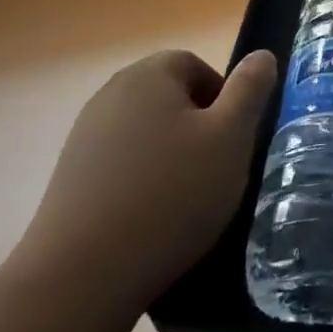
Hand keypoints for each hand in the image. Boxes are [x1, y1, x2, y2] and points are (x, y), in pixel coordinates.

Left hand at [13, 49, 277, 317]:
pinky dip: (142, 183)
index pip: (195, 65)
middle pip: (169, 99)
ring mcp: (84, 137)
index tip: (233, 140)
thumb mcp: (231, 137)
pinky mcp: (70, 178)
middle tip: (215, 170)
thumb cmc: (171, 194)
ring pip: (147, 134)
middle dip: (198, 129)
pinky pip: (122, 166)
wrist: (82, 276)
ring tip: (185, 201)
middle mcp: (110, 95)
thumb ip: (250, 90)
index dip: (223, 98)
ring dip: (171, 158)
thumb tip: (262, 55)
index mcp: (148, 75)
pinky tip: (151, 220)